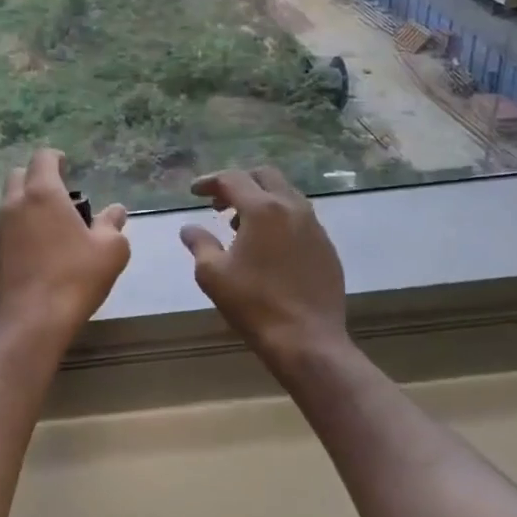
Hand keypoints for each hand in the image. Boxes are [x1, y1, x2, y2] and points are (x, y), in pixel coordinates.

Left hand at [0, 150, 129, 345]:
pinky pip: (5, 232)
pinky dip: (19, 232)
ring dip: (26, 206)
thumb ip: (112, 225)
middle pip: (19, 176)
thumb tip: (115, 211)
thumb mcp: (110, 251)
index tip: (66, 165)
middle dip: (36, 178)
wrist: (31, 322)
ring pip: (9, 204)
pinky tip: (36, 254)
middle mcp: (14, 205)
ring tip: (50, 227)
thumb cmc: (75, 278)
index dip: (55, 158)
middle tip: (58, 195)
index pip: (43, 158)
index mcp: (42, 194)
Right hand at [180, 167, 347, 378]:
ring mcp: (315, 227)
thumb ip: (199, 244)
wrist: (307, 339)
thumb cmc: (254, 303)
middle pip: (265, 176)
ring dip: (261, 200)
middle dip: (239, 183)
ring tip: (240, 226)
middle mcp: (292, 208)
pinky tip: (268, 247)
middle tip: (219, 203)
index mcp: (263, 209)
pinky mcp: (327, 247)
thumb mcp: (212, 274)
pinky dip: (279, 219)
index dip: (209, 181)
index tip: (194, 192)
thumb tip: (189, 228)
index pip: (233, 179)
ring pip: (286, 196)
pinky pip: (300, 219)